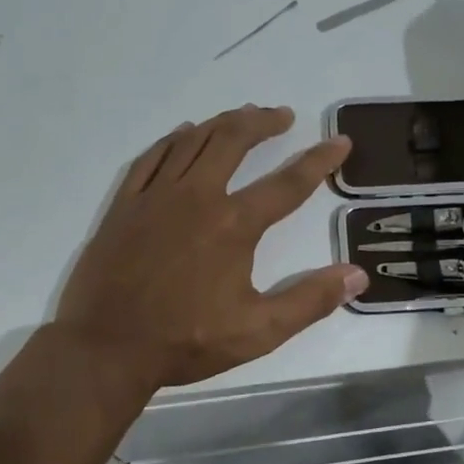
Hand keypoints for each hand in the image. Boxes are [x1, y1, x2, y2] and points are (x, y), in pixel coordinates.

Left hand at [55, 105, 366, 390]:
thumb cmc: (185, 341)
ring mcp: (156, 196)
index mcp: (233, 225)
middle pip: (234, 142)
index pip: (287, 184)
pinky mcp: (126, 204)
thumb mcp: (258, 331)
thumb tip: (357, 275)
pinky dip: (174, 139)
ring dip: (223, 123)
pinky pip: (153, 157)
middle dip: (262, 122)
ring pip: (194, 141)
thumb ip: (309, 301)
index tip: (340, 141)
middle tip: (282, 116)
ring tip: (243, 116)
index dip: (319, 160)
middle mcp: (197, 197)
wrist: (106, 348)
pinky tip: (185, 134)